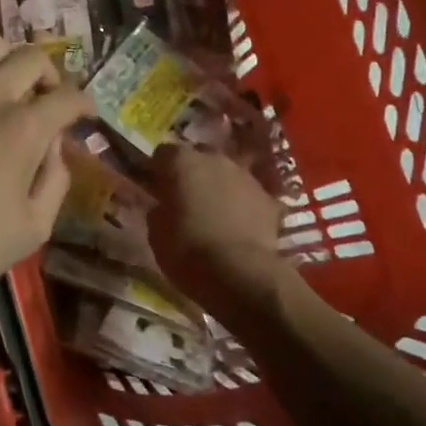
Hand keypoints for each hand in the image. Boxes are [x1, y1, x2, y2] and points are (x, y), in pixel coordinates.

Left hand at [0, 17, 92, 299]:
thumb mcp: (30, 232)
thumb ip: (55, 184)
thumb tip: (57, 147)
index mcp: (25, 130)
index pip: (69, 97)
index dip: (83, 105)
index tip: (82, 115)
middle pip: (33, 59)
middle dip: (48, 78)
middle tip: (41, 99)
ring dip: (5, 58)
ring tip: (0, 79)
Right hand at [146, 144, 283, 300]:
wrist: (241, 272)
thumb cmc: (187, 250)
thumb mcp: (156, 232)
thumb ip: (159, 208)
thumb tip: (165, 206)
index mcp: (181, 162)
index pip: (163, 153)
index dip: (158, 170)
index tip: (157, 188)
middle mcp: (214, 158)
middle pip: (199, 156)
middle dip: (192, 173)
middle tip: (186, 198)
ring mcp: (245, 176)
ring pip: (226, 173)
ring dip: (218, 187)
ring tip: (214, 213)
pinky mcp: (269, 197)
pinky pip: (248, 195)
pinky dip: (242, 205)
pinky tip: (239, 226)